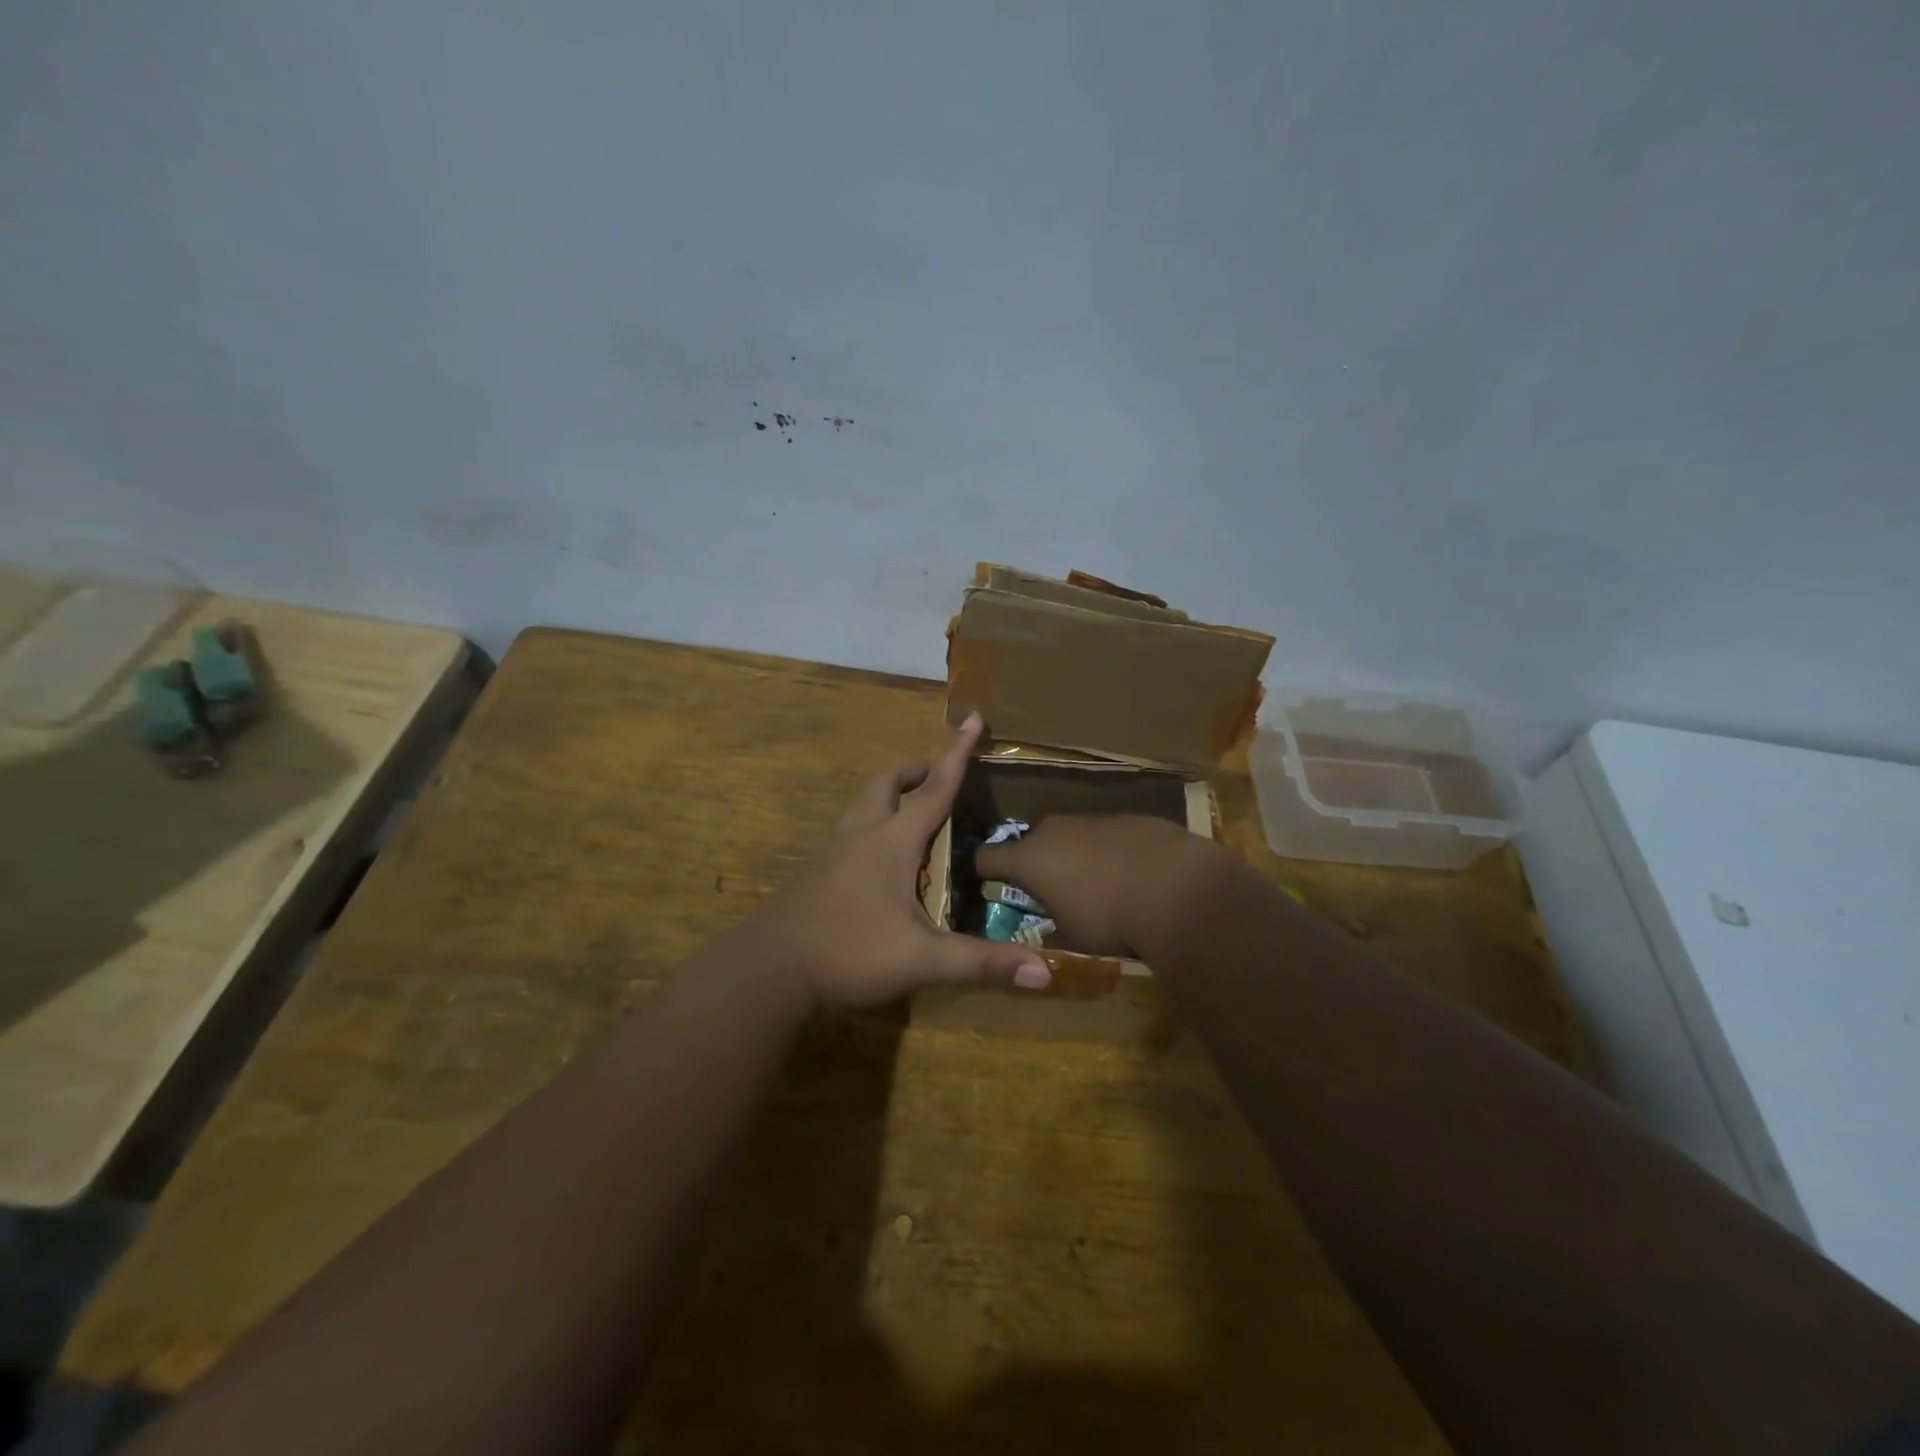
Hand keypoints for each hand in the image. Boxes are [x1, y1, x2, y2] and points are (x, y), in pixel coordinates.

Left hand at [754, 713, 1051, 1008]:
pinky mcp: (816, 871)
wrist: (770, 971)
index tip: (974, 717)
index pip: (936, 787)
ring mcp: (833, 850)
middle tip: (939, 777)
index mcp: (893, 840)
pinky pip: (850, 829)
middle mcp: (862, 833)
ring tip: (912, 810)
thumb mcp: (923, 960)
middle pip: (888, 783)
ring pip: (864, 803)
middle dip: (917, 772)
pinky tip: (879, 857)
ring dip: (890, 794)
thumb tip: (1046, 974)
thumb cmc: (850, 952)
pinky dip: (871, 823)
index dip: (958, 753)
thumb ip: (982, 964)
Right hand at [975, 814, 1215, 958]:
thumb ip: (1051, 927)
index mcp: (1029, 858)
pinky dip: (1110, 852)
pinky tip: (1134, 875)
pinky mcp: (1130, 817)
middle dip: (1037, 865)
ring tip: (1098, 886)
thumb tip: (1047, 928)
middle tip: (1051, 892)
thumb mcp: (1071, 937)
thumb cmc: (1110, 918)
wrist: (1178, 888)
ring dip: (1076, 857)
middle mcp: (1054, 830)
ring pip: (1072, 837)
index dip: (982, 871)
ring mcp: (1093, 819)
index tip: (985, 883)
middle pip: (1032, 843)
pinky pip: (1107, 836)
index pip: (986, 857)